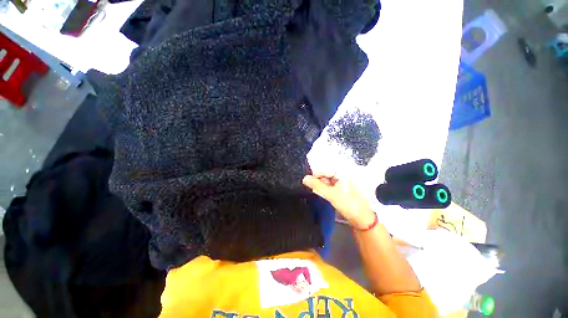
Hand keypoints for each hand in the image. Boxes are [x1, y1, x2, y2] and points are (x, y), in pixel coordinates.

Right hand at [302, 174, 375, 228]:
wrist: (363, 218)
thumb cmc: (349, 205)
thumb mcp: (330, 194)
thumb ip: (316, 185)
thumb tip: (305, 179)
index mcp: (343, 171)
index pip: (324, 169)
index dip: (316, 176)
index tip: (310, 184)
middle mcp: (345, 172)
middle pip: (326, 173)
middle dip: (320, 181)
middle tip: (320, 191)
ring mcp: (345, 179)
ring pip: (329, 178)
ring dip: (324, 185)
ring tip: (327, 194)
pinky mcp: (345, 185)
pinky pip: (333, 183)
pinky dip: (328, 187)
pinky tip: (329, 194)